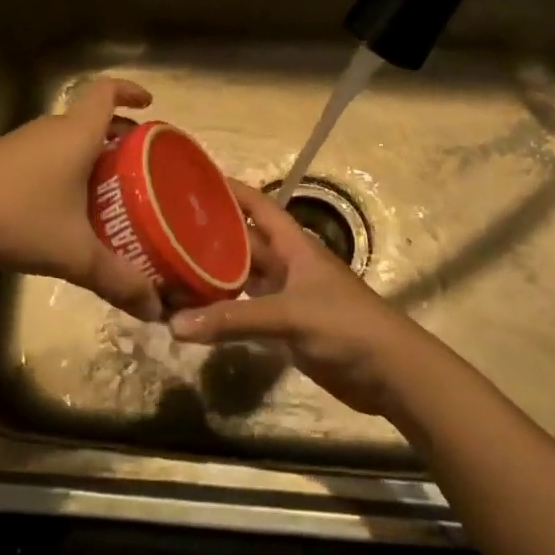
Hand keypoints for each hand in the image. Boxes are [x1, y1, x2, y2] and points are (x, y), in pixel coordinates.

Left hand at [0, 76, 163, 321]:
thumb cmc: (15, 220)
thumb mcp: (74, 254)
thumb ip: (118, 280)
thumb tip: (156, 310)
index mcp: (75, 135)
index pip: (106, 91)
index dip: (130, 90)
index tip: (149, 104)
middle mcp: (49, 130)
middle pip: (90, 118)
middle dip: (118, 135)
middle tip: (141, 163)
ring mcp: (20, 145)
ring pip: (66, 139)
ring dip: (91, 154)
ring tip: (110, 189)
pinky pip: (44, 156)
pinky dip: (65, 169)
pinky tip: (66, 207)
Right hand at [167, 181, 439, 414]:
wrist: (390, 374)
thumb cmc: (346, 326)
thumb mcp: (290, 315)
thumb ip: (233, 319)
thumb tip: (173, 324)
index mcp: (294, 245)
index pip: (258, 206)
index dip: (230, 190)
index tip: (192, 181)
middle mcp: (287, 265)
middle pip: (243, 242)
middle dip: (209, 236)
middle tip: (164, 232)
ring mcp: (286, 297)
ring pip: (242, 278)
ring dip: (212, 275)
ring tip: (170, 271)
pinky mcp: (286, 328)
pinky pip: (246, 312)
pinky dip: (223, 312)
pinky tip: (195, 314)